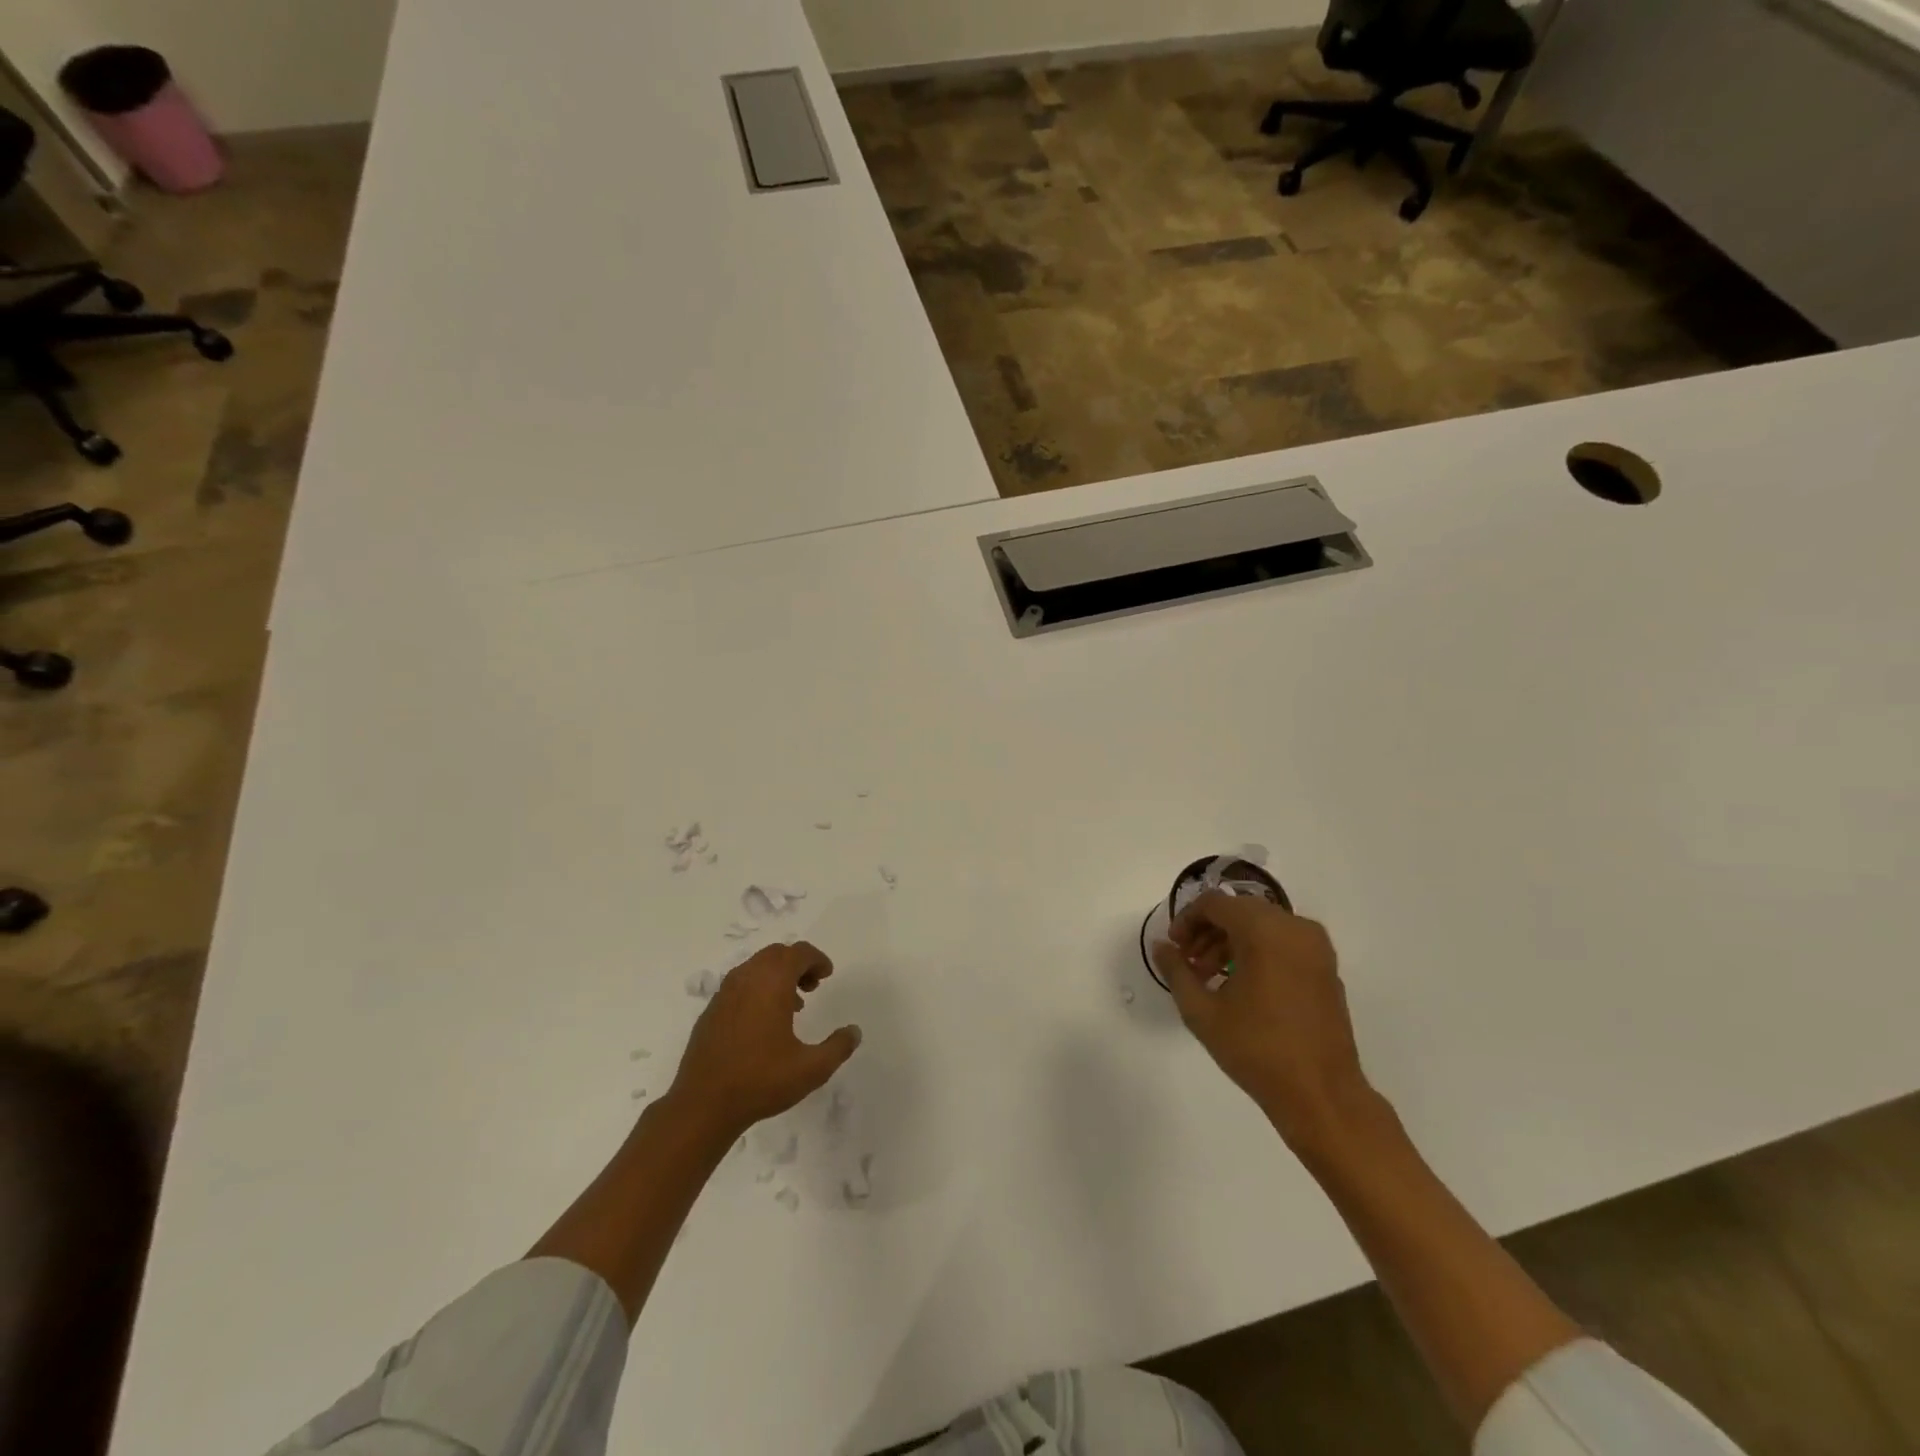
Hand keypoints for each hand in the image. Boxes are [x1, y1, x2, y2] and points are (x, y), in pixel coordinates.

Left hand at [667, 941, 861, 1141]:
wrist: (702, 1105)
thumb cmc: (761, 1081)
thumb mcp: (811, 1069)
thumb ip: (838, 1047)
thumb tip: (854, 1031)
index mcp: (772, 983)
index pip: (798, 952)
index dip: (817, 959)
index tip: (827, 975)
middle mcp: (746, 979)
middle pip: (776, 954)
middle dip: (798, 963)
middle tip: (812, 986)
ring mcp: (724, 994)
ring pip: (756, 967)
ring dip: (777, 975)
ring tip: (792, 1005)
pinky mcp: (711, 1011)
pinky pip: (740, 985)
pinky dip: (757, 989)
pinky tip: (763, 1022)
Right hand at [1152, 893, 1372, 1149]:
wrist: (1321, 1094)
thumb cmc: (1256, 1050)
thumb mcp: (1202, 1011)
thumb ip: (1176, 971)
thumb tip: (1161, 947)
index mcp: (1264, 931)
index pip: (1215, 904)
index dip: (1187, 919)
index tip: (1174, 946)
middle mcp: (1294, 927)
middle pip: (1239, 910)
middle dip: (1208, 930)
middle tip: (1189, 962)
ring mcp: (1316, 947)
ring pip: (1262, 924)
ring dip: (1231, 941)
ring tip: (1211, 977)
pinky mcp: (1326, 967)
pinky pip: (1283, 942)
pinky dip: (1257, 950)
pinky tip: (1241, 984)